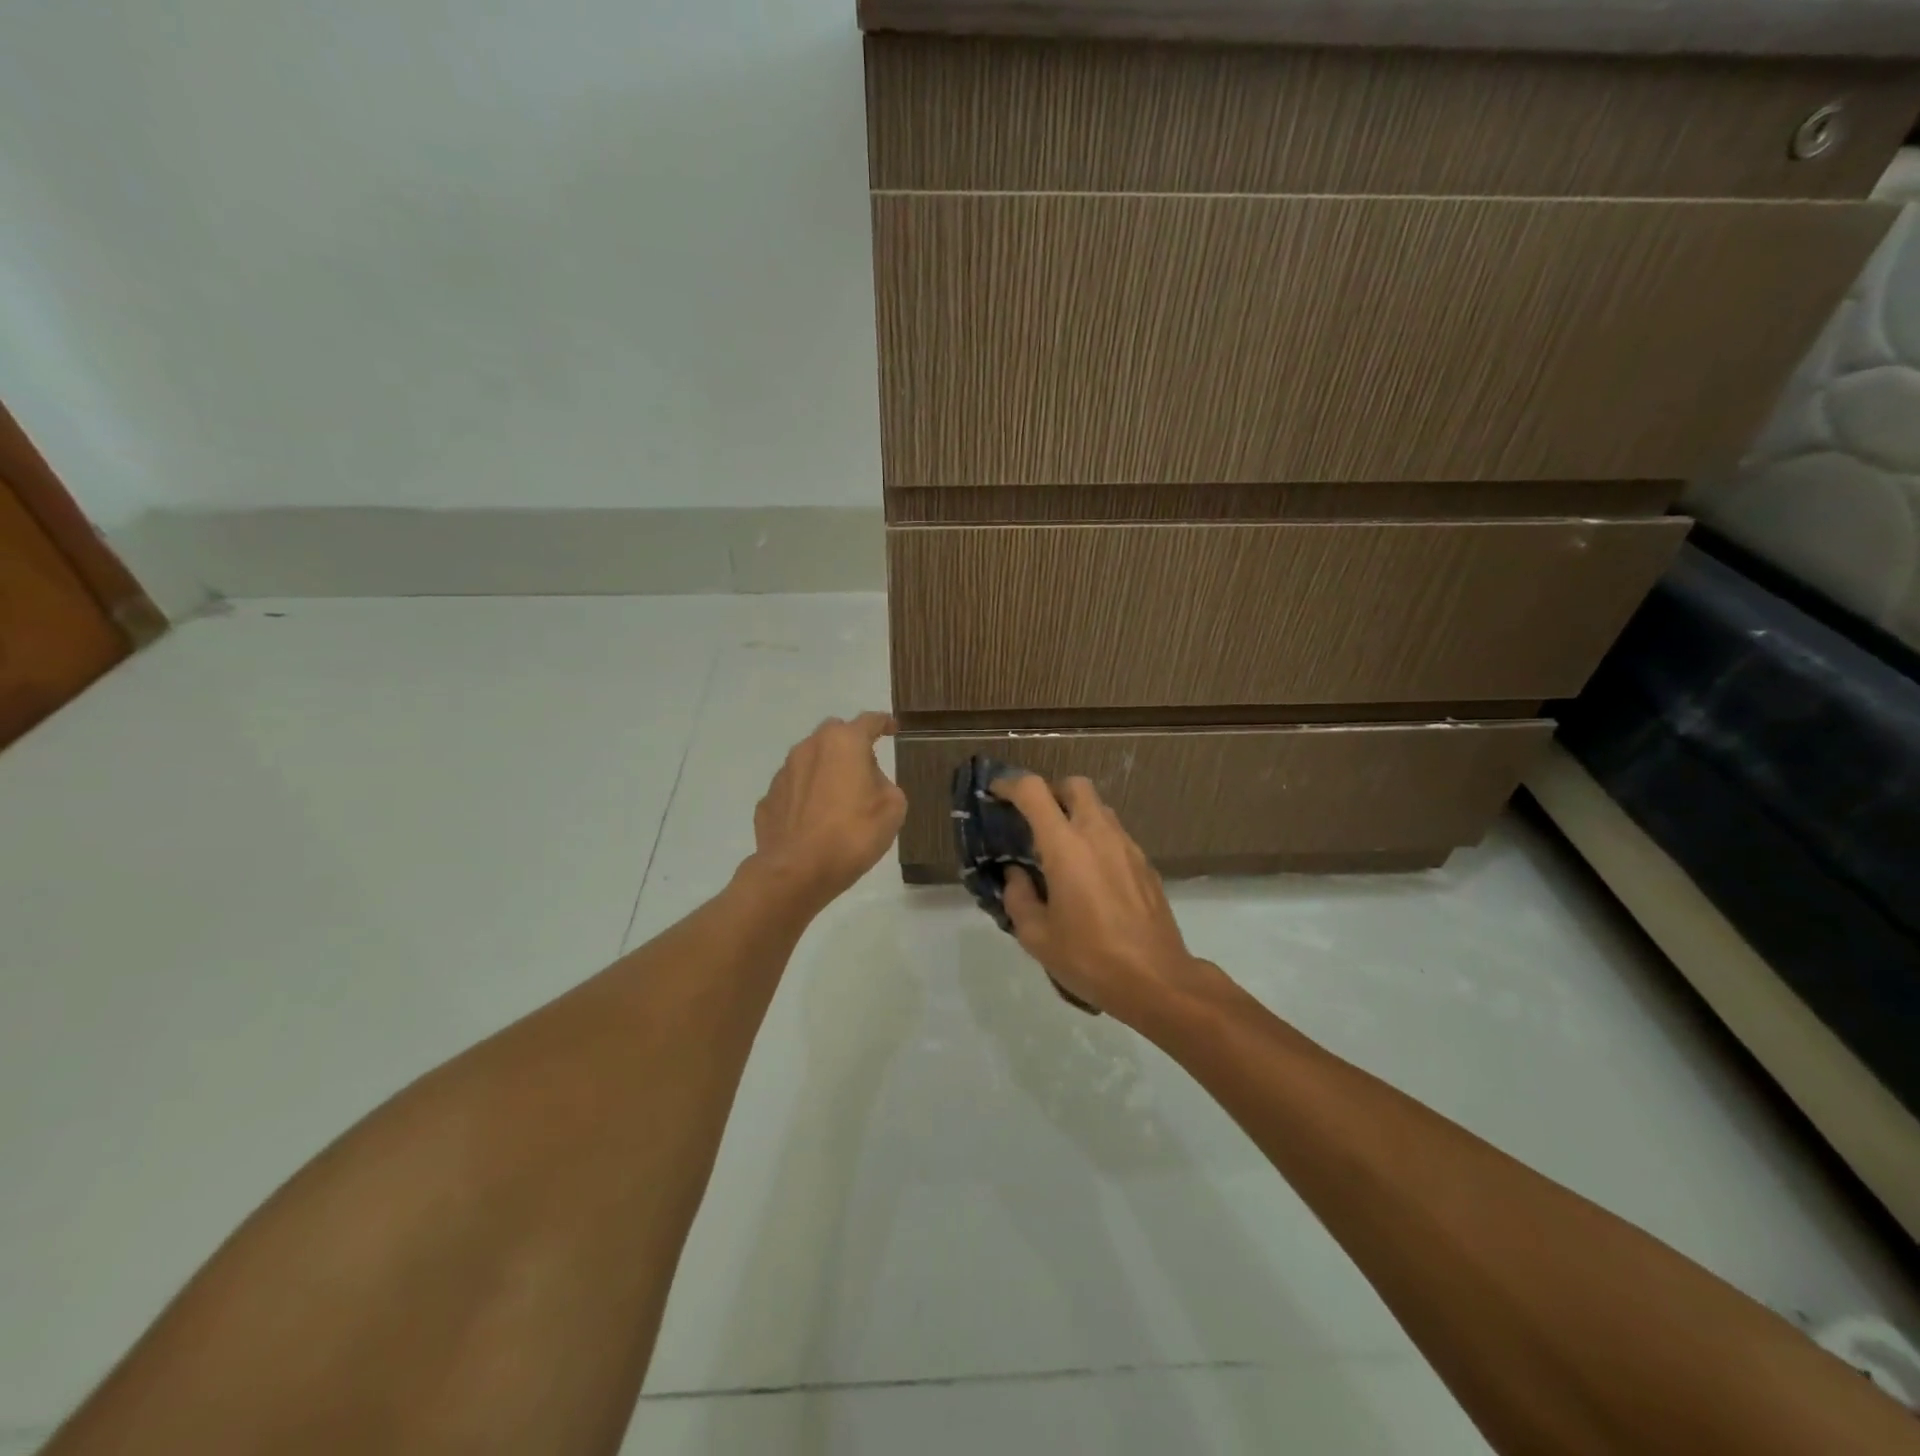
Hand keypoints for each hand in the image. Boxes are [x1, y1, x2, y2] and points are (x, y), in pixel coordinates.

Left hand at [749, 713, 906, 911]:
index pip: (869, 721)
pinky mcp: (768, 799)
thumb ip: (885, 784)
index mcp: (843, 743)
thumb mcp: (892, 809)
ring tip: (838, 800)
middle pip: (834, 734)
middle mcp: (809, 748)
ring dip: (825, 770)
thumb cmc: (853, 835)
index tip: (892, 728)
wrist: (797, 872)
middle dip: (850, 745)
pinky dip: (806, 796)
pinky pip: (793, 789)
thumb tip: (869, 783)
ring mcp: (783, 773)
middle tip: (865, 770)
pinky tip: (814, 820)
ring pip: (810, 760)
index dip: (884, 723)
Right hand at [991, 775, 1226, 1026]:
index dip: (1010, 784)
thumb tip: (1016, 875)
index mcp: (1065, 846)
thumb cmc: (1089, 958)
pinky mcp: (1145, 864)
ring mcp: (1127, 846)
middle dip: (1051, 792)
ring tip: (1061, 850)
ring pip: (1099, 808)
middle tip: (1035, 818)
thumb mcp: (1037, 936)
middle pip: (1075, 785)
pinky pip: (1115, 834)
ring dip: (1076, 815)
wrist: (1156, 980)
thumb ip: (1018, 897)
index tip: (996, 793)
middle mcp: (1098, 834)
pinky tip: (1090, 875)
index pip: (1034, 792)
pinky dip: (1096, 838)